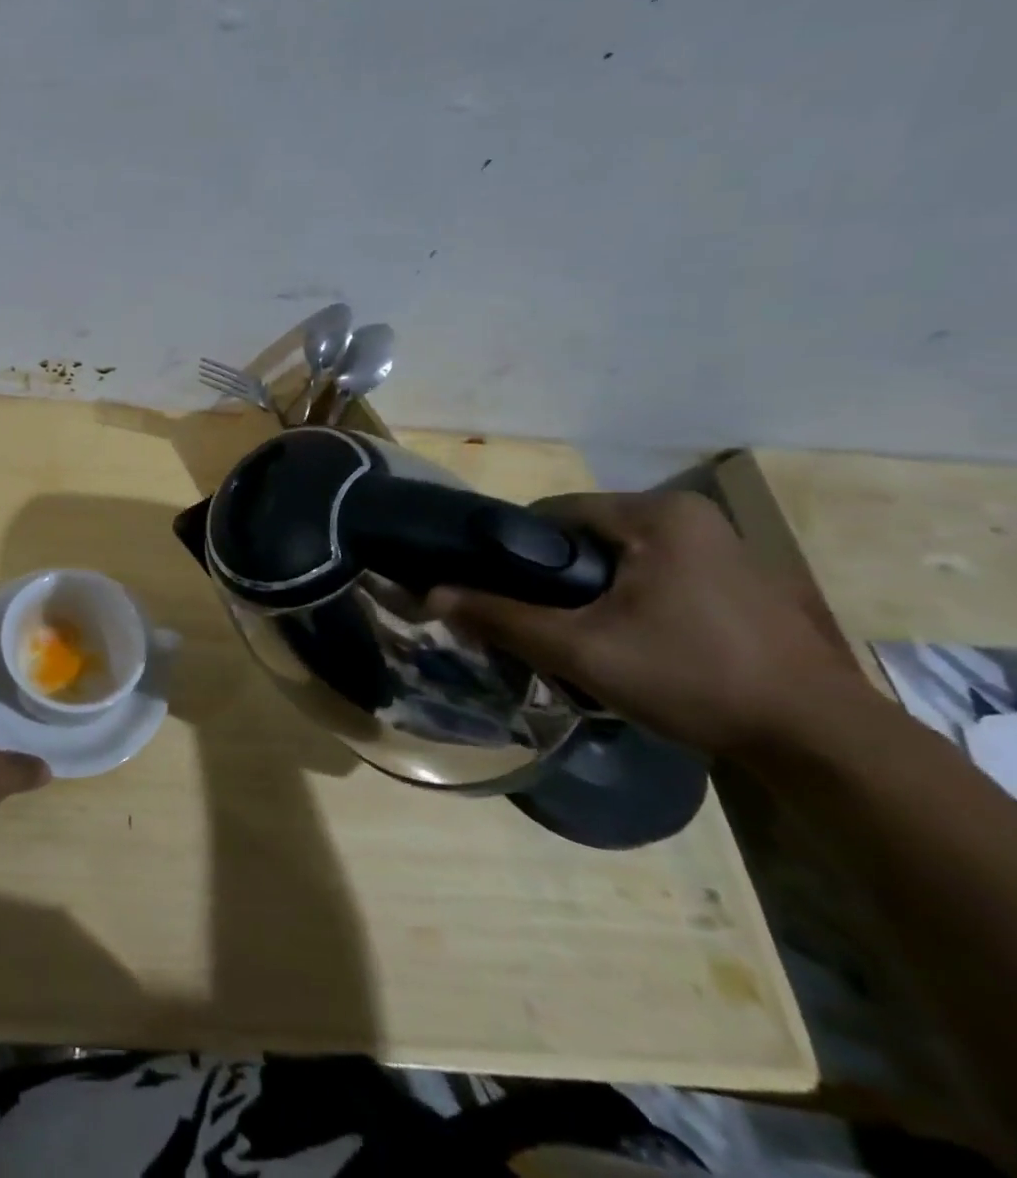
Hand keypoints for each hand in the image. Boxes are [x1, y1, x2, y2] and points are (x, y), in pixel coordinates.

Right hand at [427, 490, 871, 758]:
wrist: (821, 740)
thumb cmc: (694, 678)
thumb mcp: (582, 650)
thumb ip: (502, 618)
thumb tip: (431, 594)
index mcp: (655, 513)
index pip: (551, 514)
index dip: (514, 554)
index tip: (499, 595)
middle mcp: (690, 515)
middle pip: (584, 536)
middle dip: (555, 578)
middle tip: (539, 624)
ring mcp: (721, 546)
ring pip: (618, 557)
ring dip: (590, 592)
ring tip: (580, 637)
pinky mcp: (738, 578)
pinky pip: (654, 573)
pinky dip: (628, 599)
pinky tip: (630, 642)